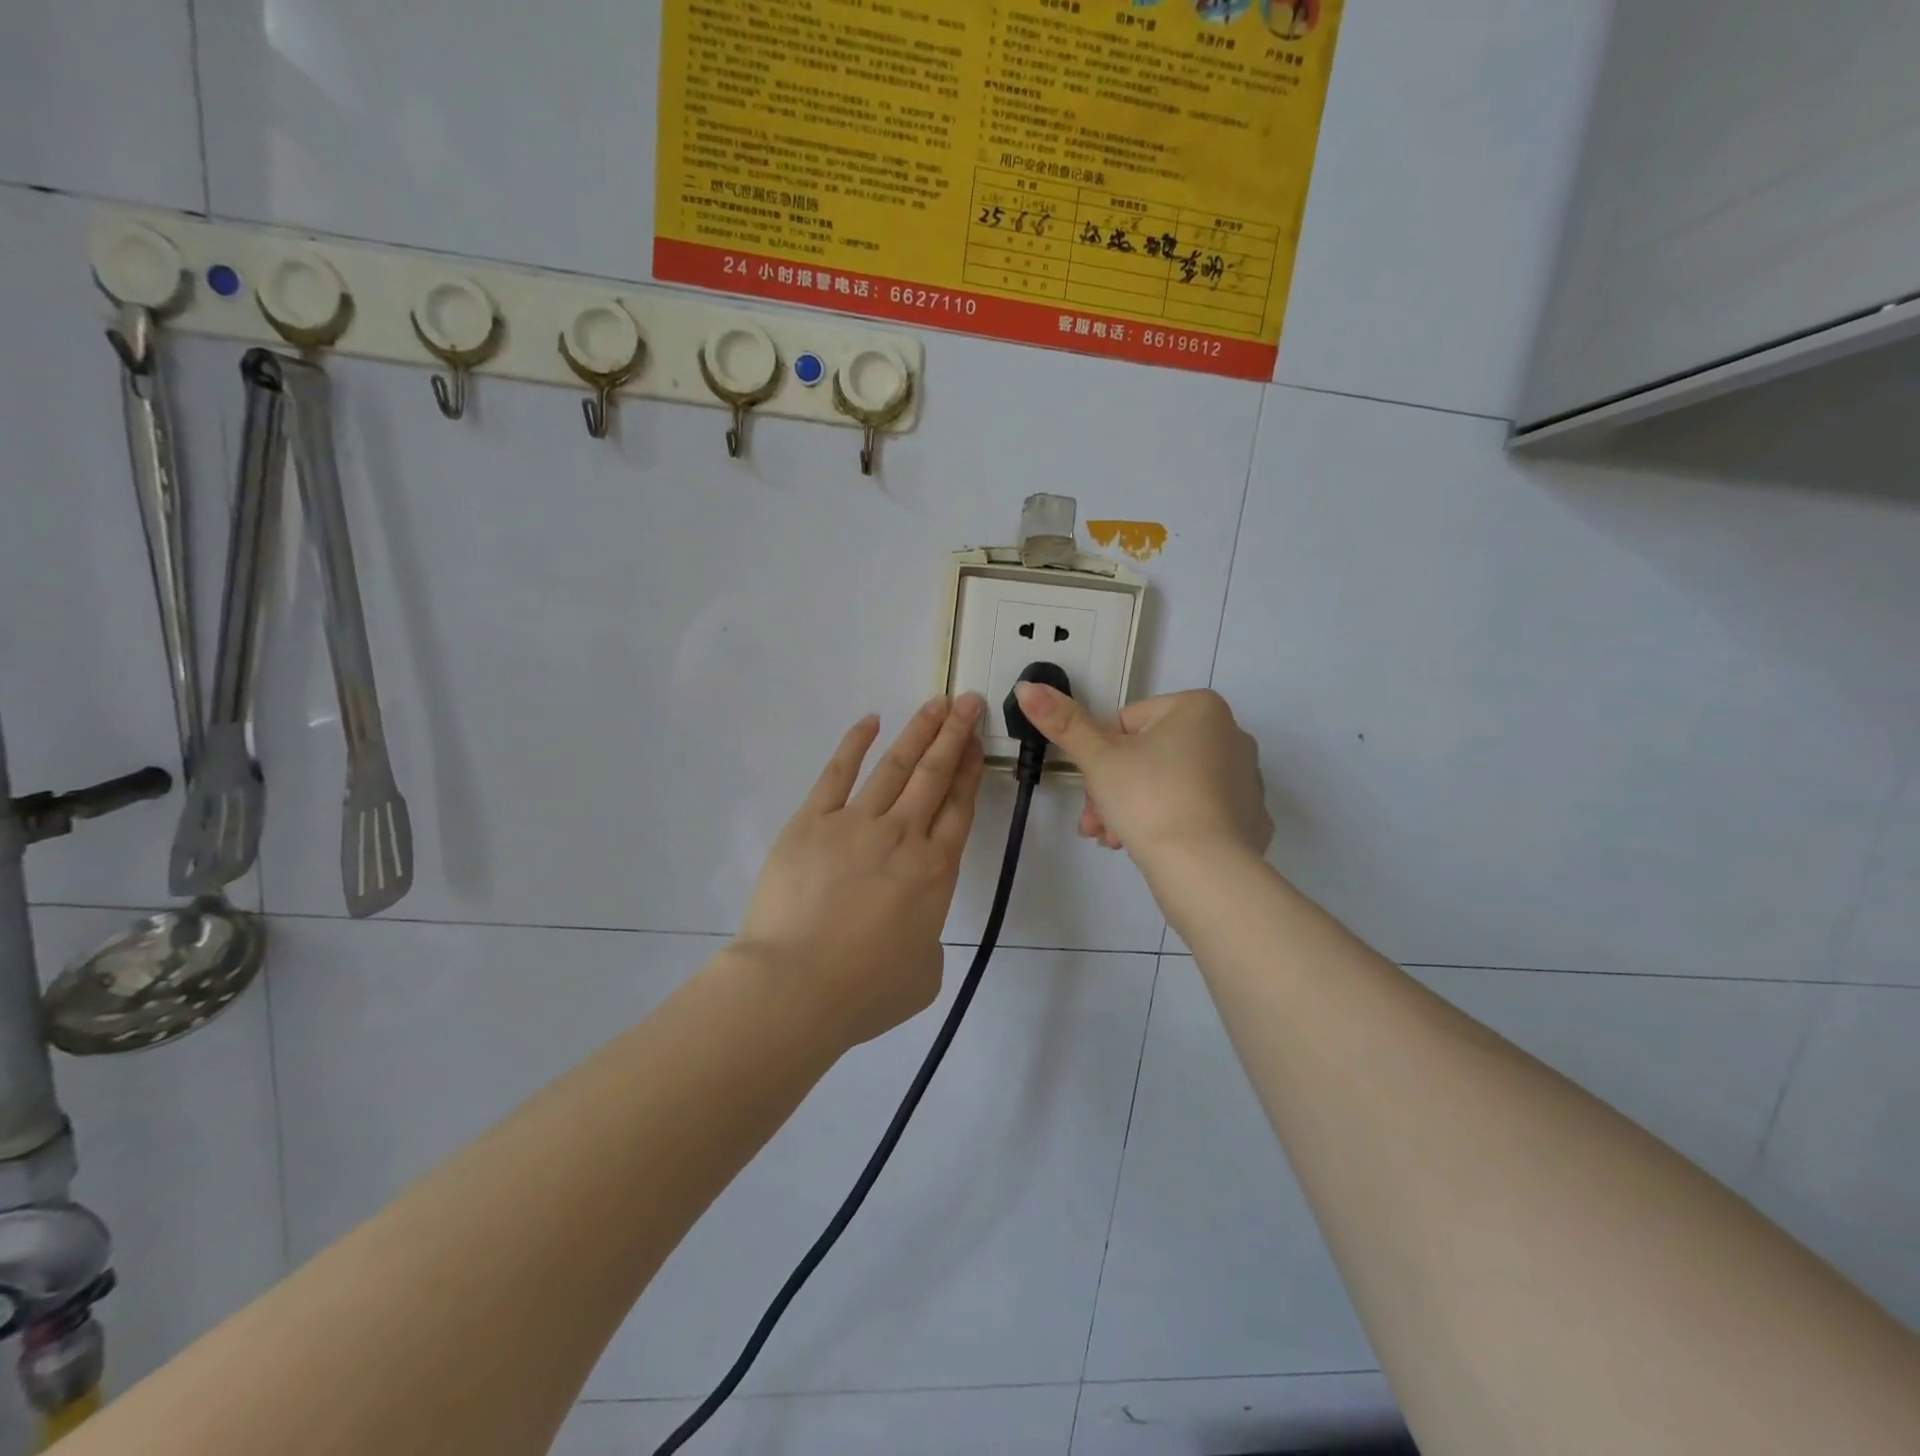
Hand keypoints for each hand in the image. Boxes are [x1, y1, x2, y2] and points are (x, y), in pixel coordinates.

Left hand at [735, 694, 986, 1047]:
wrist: (795, 986)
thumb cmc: (864, 991)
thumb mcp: (923, 975)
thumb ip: (927, 941)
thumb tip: (912, 926)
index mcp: (935, 871)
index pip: (960, 808)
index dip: (971, 771)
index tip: (978, 743)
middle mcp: (903, 836)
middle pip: (935, 775)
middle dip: (955, 735)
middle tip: (969, 701)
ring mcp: (856, 823)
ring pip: (896, 766)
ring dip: (919, 731)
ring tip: (936, 703)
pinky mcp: (812, 821)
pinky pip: (838, 773)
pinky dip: (855, 744)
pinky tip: (871, 720)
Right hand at [1013, 685, 1270, 862]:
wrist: (1203, 868)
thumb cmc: (1148, 799)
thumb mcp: (1097, 758)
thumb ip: (1063, 722)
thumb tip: (1027, 686)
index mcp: (1198, 707)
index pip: (1126, 723)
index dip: (1099, 758)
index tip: (1090, 791)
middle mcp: (1231, 733)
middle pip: (1149, 756)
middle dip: (1113, 790)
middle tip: (1095, 824)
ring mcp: (1246, 778)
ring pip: (1170, 785)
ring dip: (1134, 809)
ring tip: (1114, 841)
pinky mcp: (1251, 817)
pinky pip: (1199, 812)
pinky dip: (1172, 824)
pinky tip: (1153, 849)